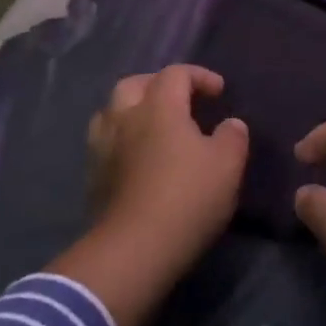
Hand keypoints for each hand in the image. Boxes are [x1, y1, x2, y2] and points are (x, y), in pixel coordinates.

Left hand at [48, 65, 247, 325]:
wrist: (134, 251)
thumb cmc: (187, 198)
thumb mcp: (227, 165)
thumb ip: (232, 136)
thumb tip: (230, 124)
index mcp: (159, 107)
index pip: (175, 74)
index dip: (199, 76)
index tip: (219, 92)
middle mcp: (125, 118)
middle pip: (134, 84)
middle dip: (157, 84)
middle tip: (179, 100)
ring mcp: (103, 149)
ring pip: (111, 113)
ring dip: (132, 112)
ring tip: (153, 127)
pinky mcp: (93, 179)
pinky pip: (105, 145)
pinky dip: (122, 142)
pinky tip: (138, 160)